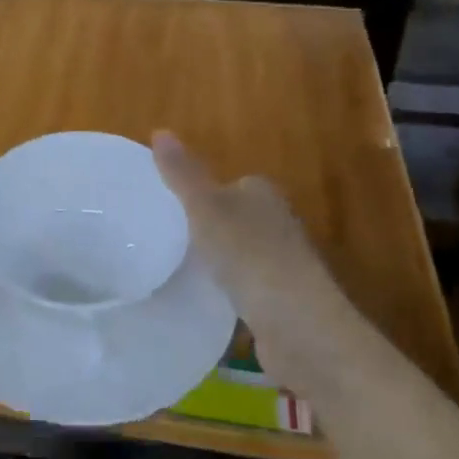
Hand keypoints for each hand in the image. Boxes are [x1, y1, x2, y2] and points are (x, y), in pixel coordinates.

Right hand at [153, 131, 369, 403]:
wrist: (299, 327)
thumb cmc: (250, 256)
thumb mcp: (206, 208)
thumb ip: (182, 174)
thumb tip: (160, 131)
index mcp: (263, 194)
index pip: (229, 184)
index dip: (201, 195)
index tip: (168, 211)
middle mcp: (278, 223)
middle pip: (234, 219)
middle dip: (207, 229)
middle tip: (165, 241)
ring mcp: (283, 265)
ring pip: (239, 254)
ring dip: (217, 263)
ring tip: (177, 271)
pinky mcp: (281, 301)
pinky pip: (244, 288)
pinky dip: (227, 293)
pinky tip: (205, 302)